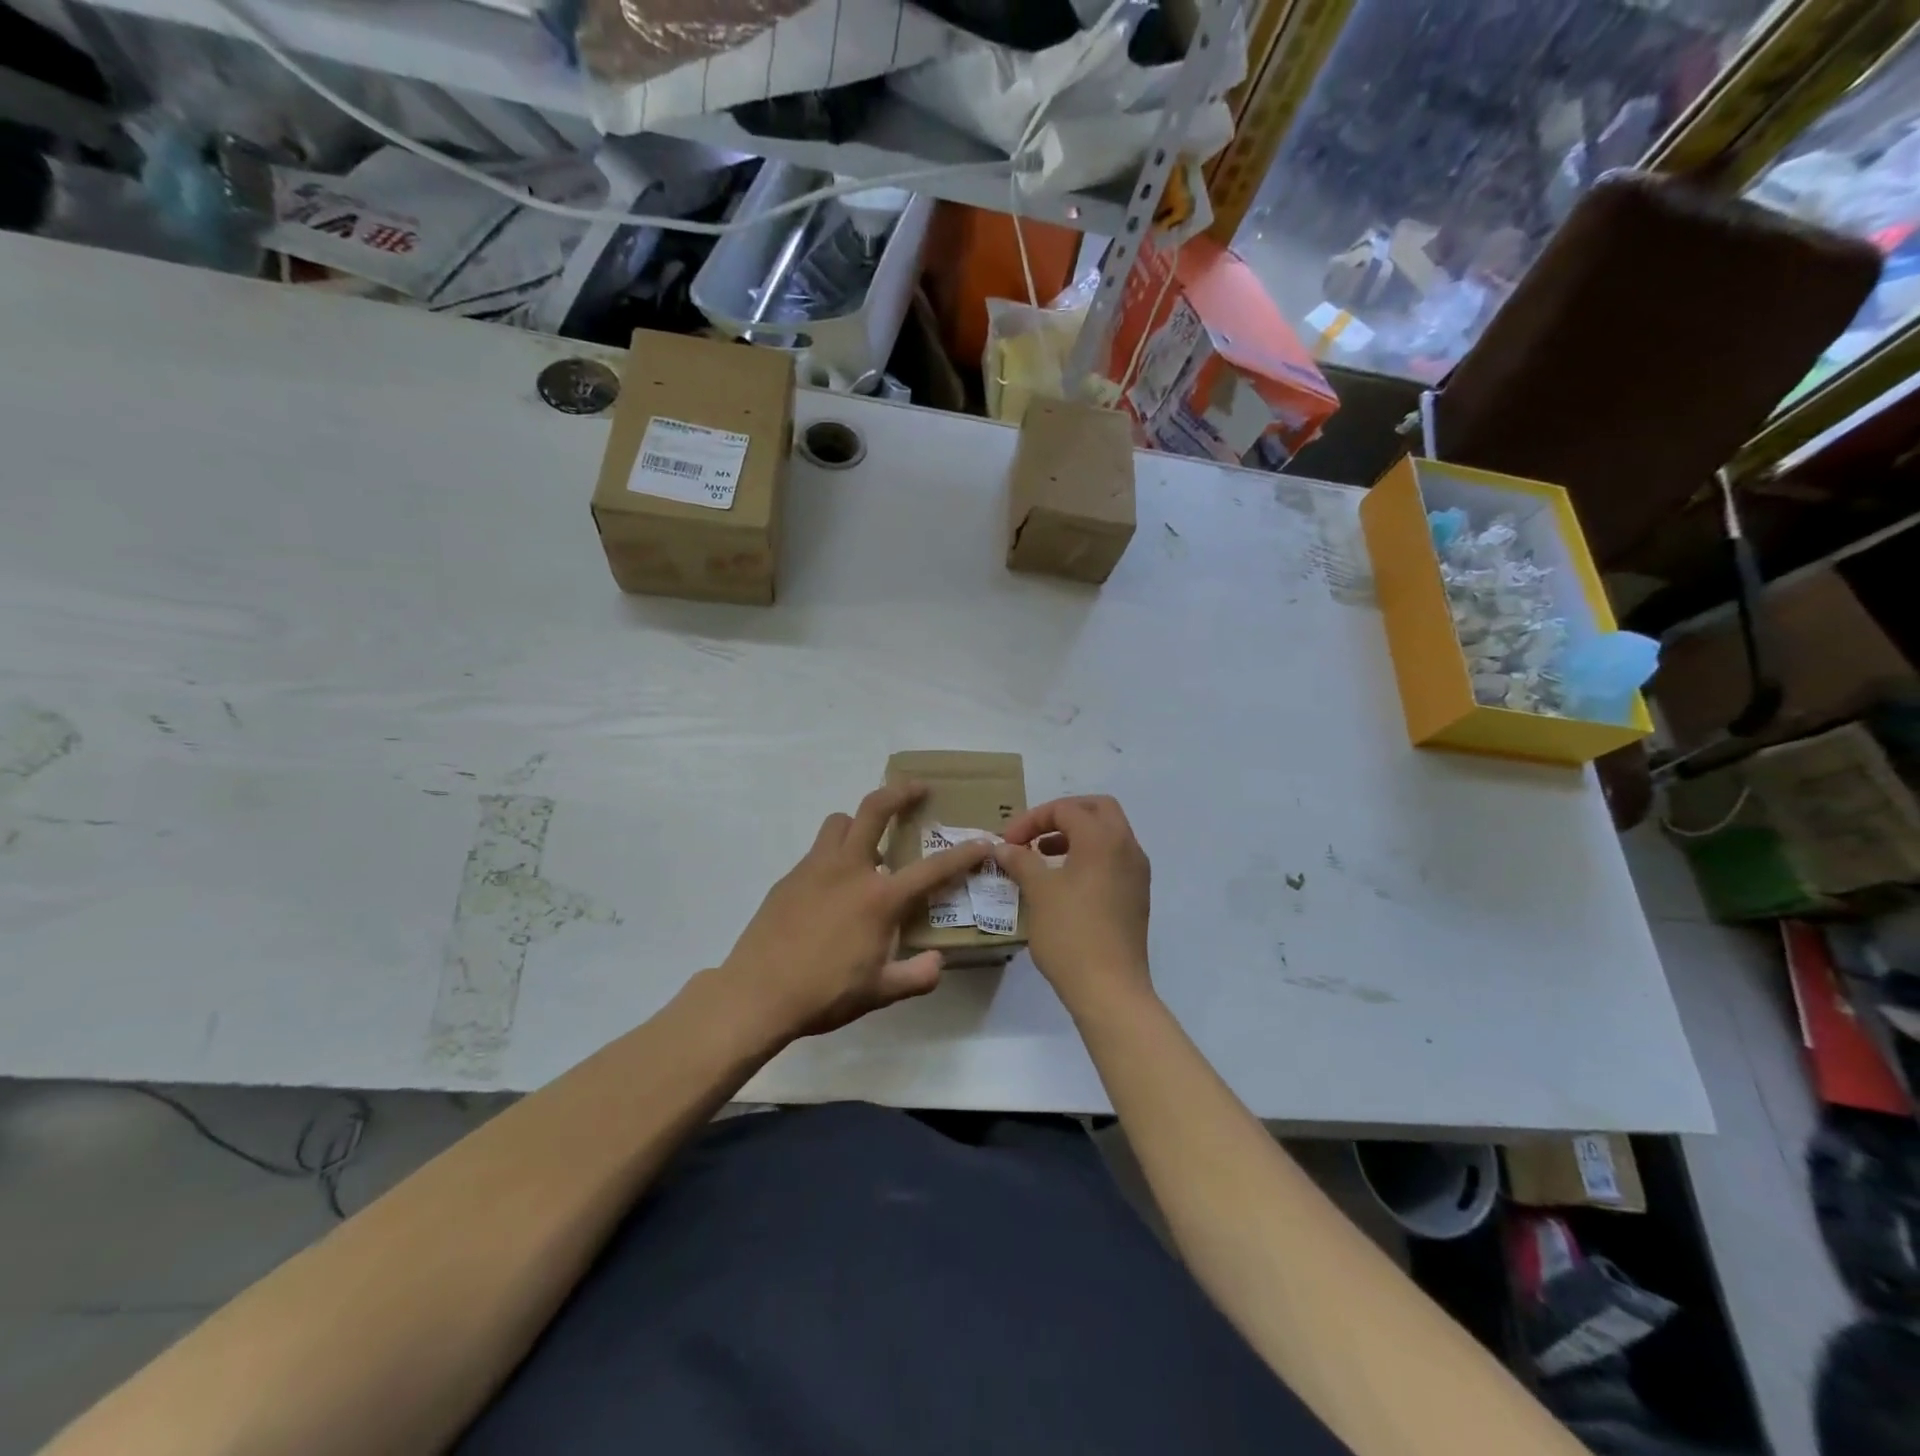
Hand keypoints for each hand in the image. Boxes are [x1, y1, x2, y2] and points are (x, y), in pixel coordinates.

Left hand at [719, 783, 991, 1037]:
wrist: (755, 994)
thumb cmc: (824, 994)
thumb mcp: (879, 993)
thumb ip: (916, 977)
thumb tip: (937, 962)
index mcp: (879, 898)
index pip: (932, 869)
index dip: (963, 854)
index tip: (982, 841)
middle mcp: (849, 870)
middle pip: (874, 810)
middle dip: (901, 791)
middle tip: (918, 788)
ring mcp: (815, 868)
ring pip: (839, 823)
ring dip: (858, 822)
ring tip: (869, 842)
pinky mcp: (789, 877)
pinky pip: (817, 851)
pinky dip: (834, 854)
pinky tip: (834, 886)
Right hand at [991, 795, 1152, 1014]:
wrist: (1110, 989)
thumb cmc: (1070, 934)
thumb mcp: (1038, 892)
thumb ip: (1021, 861)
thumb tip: (1004, 847)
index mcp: (1103, 839)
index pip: (1066, 809)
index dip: (1032, 819)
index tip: (1008, 842)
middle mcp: (1127, 847)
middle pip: (1097, 809)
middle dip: (1063, 815)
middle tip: (1035, 834)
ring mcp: (1136, 872)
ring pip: (1109, 834)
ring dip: (1077, 835)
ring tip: (1044, 855)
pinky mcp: (1137, 895)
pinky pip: (1114, 858)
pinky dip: (1090, 855)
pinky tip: (1065, 880)